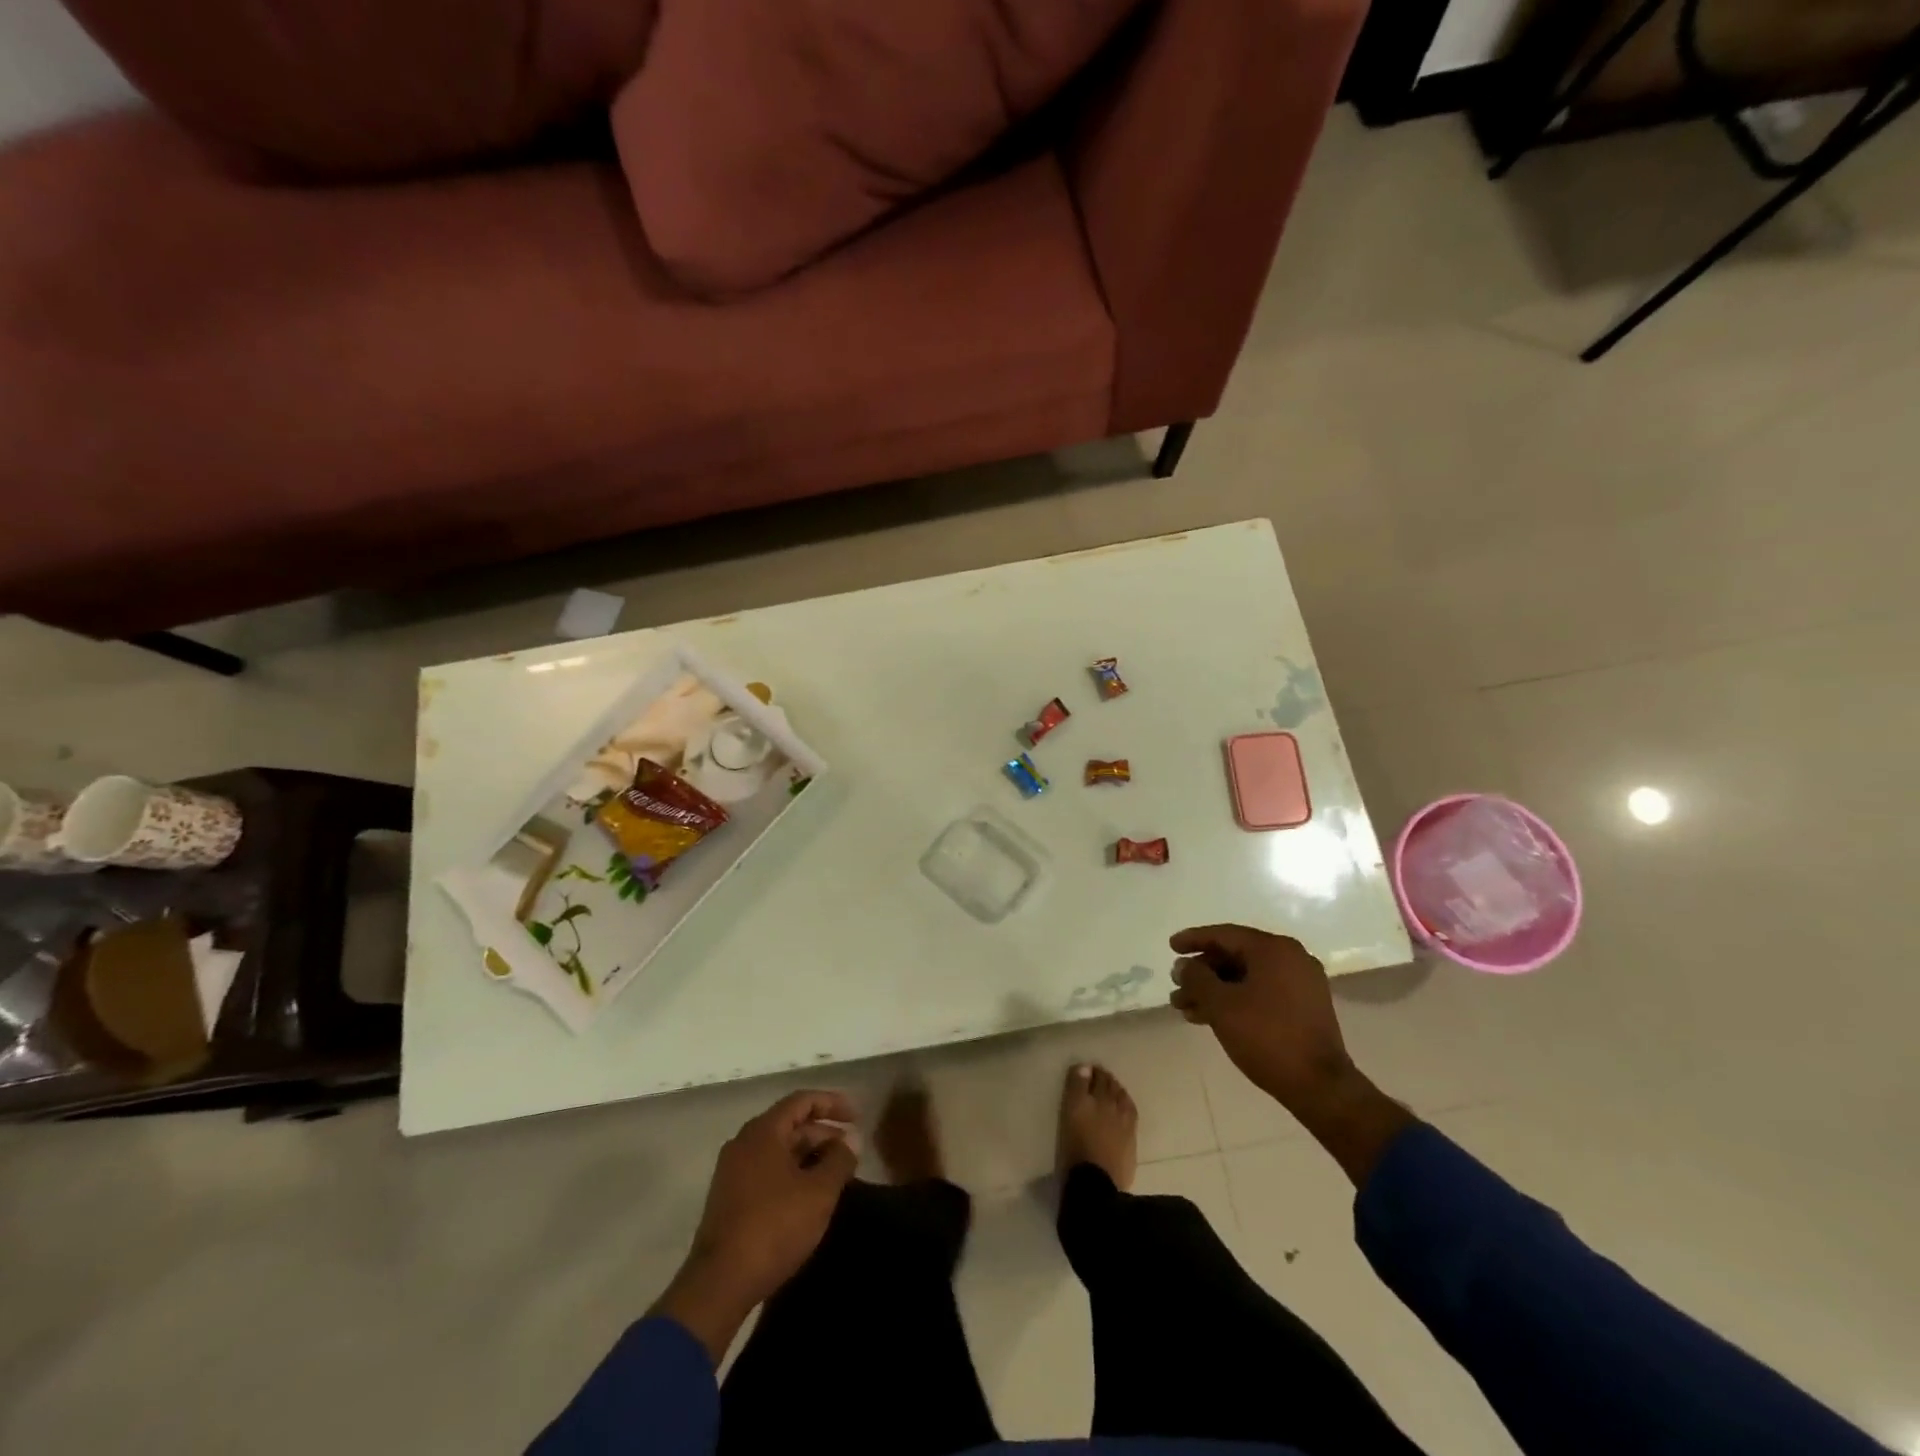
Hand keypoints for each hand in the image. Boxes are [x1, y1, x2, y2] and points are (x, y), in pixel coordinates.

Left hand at [653, 1090, 857, 1364]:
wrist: (719, 1285)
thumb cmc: (774, 1227)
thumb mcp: (818, 1193)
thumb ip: (840, 1160)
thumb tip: (852, 1138)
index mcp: (763, 1131)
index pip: (802, 1101)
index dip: (833, 1103)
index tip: (857, 1116)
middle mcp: (744, 1143)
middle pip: (790, 1125)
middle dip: (823, 1134)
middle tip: (850, 1152)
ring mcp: (732, 1171)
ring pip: (779, 1150)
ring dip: (809, 1156)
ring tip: (835, 1174)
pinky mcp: (729, 1198)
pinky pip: (767, 1170)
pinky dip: (792, 1173)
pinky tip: (808, 1195)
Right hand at [1169, 923, 1412, 1185]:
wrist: (1320, 1086)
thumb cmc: (1266, 1037)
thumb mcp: (1221, 1005)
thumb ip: (1197, 978)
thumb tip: (1184, 966)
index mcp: (1274, 949)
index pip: (1224, 935)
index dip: (1194, 939)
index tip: (1171, 947)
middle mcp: (1291, 958)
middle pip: (1235, 956)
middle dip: (1202, 972)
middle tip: (1177, 987)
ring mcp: (1302, 983)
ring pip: (1246, 977)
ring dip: (1215, 990)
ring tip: (1186, 1009)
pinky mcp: (1305, 1007)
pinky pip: (1262, 992)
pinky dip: (1236, 1000)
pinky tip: (1212, 1018)